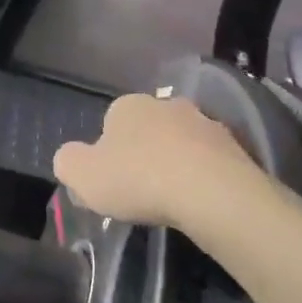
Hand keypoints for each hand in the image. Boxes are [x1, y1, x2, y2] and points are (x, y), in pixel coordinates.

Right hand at [54, 93, 256, 227]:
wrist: (210, 190)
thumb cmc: (138, 179)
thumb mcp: (82, 176)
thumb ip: (68, 162)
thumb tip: (70, 158)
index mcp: (127, 106)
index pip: (109, 124)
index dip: (107, 154)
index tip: (111, 182)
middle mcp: (165, 104)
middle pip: (147, 129)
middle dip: (143, 153)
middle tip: (140, 191)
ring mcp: (203, 121)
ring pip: (180, 142)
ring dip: (175, 162)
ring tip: (172, 199)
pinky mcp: (233, 144)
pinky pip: (209, 159)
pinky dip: (202, 174)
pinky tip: (199, 199)